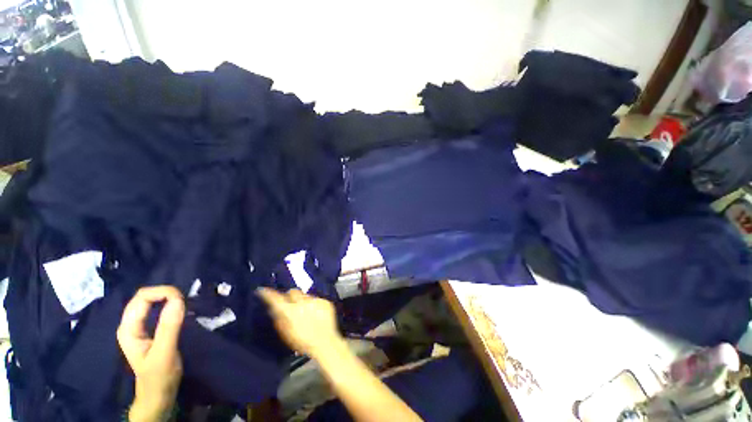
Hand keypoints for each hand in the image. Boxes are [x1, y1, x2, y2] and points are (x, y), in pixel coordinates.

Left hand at [117, 286, 184, 421]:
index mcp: (128, 329)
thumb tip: (178, 299)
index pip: (141, 298)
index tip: (182, 299)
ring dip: (167, 298)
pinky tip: (177, 309)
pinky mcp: (148, 329)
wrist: (157, 394)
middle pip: (144, 296)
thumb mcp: (165, 353)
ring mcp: (138, 326)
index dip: (162, 293)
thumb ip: (169, 327)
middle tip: (184, 301)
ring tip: (183, 304)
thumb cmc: (159, 376)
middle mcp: (130, 324)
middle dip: (165, 293)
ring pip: (150, 301)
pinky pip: (155, 308)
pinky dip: (167, 304)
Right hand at [257, 288, 343, 358]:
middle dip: (290, 296)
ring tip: (307, 313)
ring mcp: (315, 300)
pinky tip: (316, 314)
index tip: (262, 290)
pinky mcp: (325, 301)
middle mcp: (302, 302)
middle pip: (293, 291)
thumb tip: (273, 309)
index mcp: (290, 311)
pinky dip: (314, 305)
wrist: (325, 342)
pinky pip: (316, 299)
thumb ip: (279, 319)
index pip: (276, 298)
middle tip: (291, 304)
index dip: (268, 294)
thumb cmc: (303, 342)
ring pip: (305, 295)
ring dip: (303, 301)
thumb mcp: (286, 334)